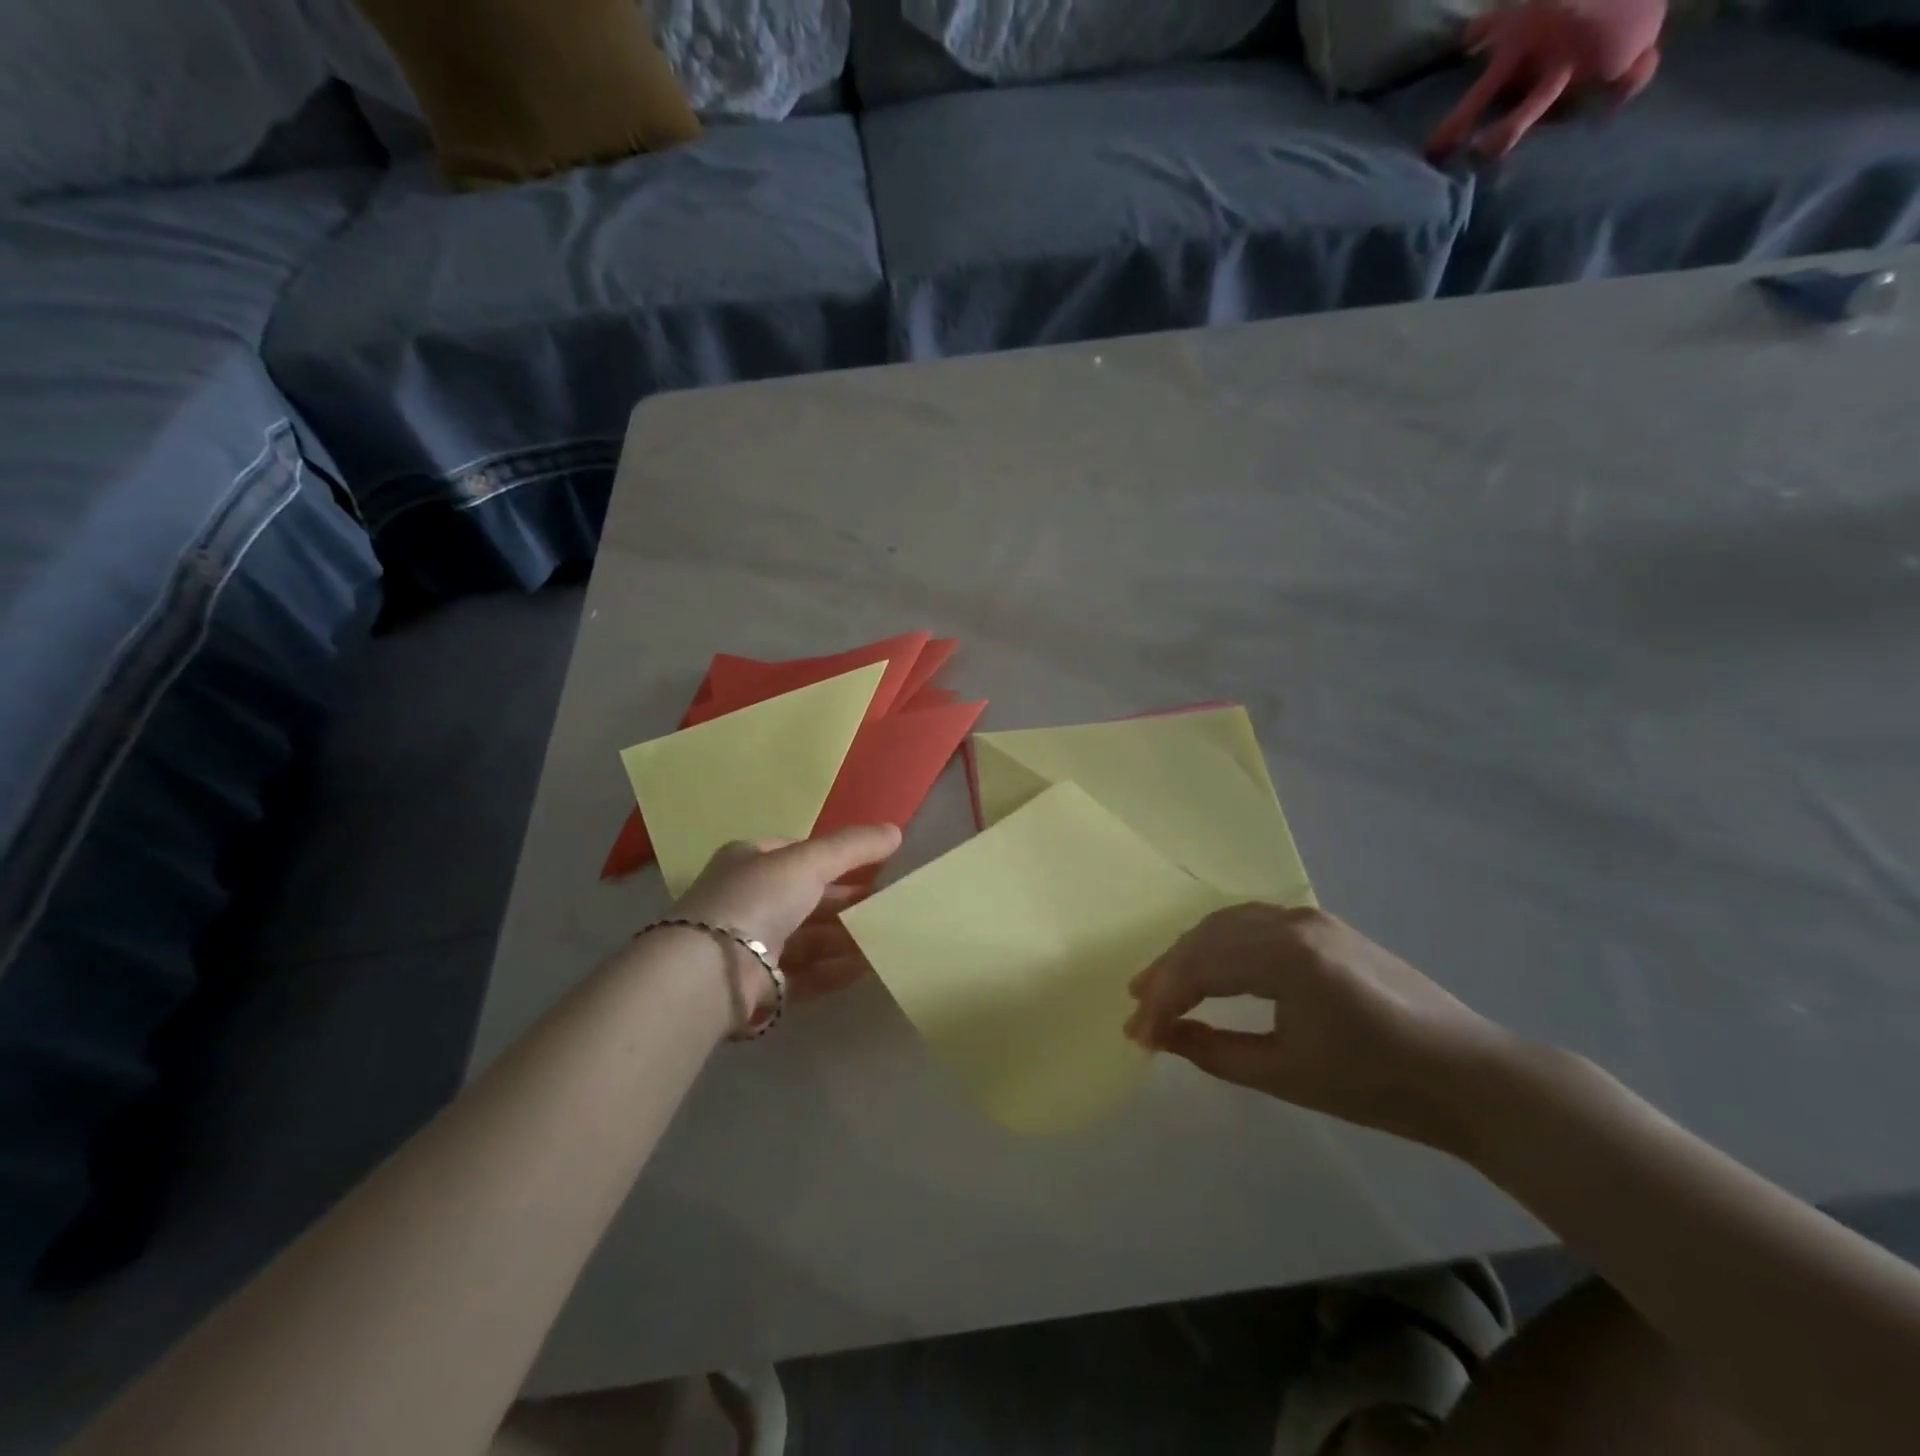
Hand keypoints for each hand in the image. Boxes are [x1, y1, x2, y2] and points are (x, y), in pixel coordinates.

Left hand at [673, 825, 901, 1002]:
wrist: (711, 970)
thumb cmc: (757, 899)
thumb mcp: (809, 861)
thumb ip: (852, 846)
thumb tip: (896, 831)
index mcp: (750, 861)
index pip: (798, 854)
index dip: (835, 858)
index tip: (874, 867)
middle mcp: (748, 899)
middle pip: (807, 898)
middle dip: (845, 902)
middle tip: (887, 906)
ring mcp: (751, 943)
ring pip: (808, 937)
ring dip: (845, 938)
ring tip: (884, 940)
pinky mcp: (757, 983)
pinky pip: (805, 973)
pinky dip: (833, 970)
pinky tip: (864, 968)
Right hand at [1123, 905, 1508, 1148]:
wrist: (1469, 1075)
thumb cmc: (1378, 1084)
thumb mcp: (1287, 1076)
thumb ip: (1214, 1052)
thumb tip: (1163, 1036)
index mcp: (1285, 956)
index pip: (1200, 968)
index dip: (1162, 1001)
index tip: (1137, 1036)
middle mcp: (1291, 922)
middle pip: (1206, 938)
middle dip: (1167, 973)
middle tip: (1137, 1007)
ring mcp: (1310, 918)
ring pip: (1226, 923)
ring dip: (1189, 953)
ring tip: (1161, 984)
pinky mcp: (1323, 926)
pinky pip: (1253, 923)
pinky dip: (1220, 942)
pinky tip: (1210, 964)